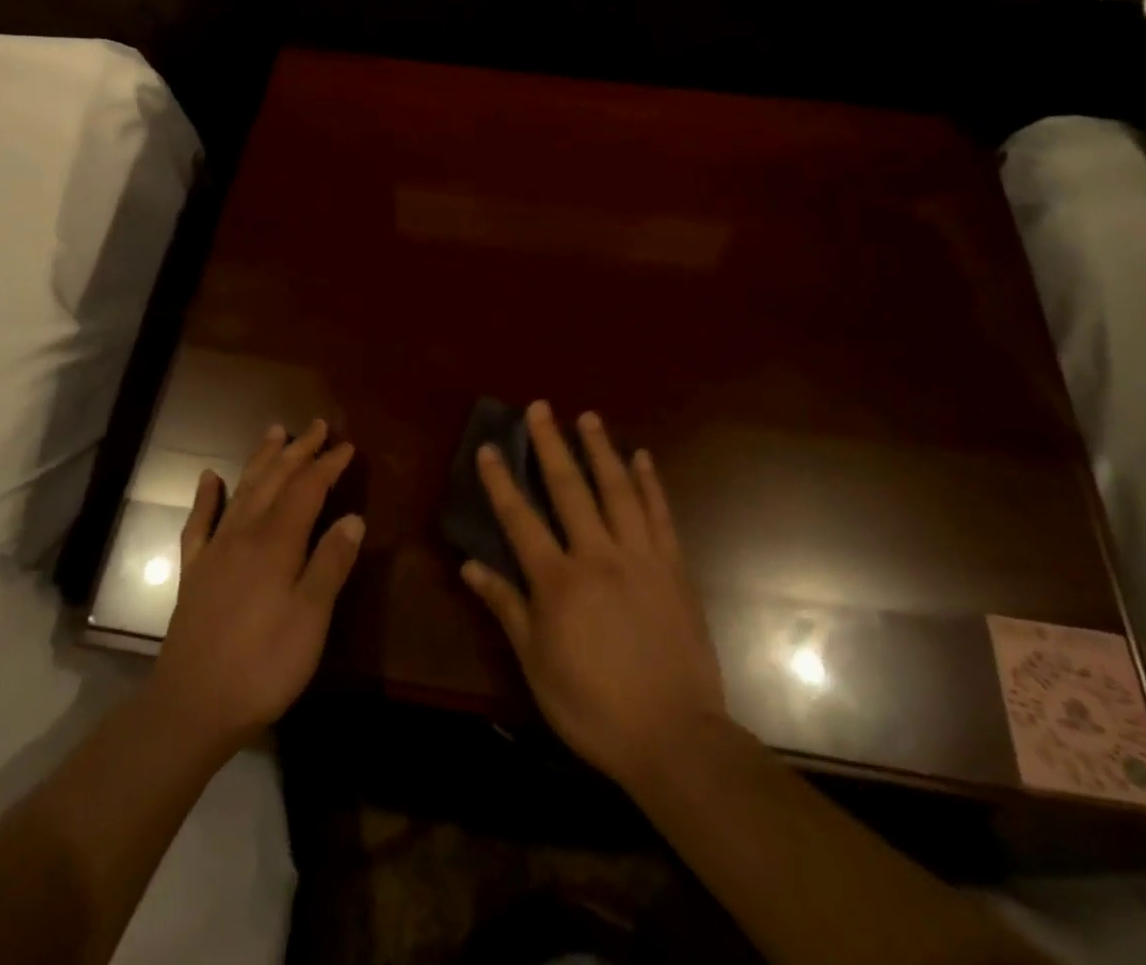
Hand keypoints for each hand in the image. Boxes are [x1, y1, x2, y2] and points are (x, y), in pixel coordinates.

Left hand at [150, 420, 363, 752]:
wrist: (192, 706)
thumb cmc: (263, 665)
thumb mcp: (311, 619)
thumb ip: (331, 564)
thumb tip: (354, 518)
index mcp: (277, 542)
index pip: (308, 489)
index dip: (328, 465)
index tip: (347, 446)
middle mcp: (245, 533)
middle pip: (275, 480)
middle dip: (299, 450)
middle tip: (318, 426)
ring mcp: (215, 549)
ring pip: (242, 490)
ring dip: (261, 459)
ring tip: (275, 432)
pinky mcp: (194, 571)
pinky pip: (199, 522)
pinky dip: (206, 496)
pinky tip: (210, 478)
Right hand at [462, 402, 736, 795]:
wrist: (674, 737)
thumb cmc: (593, 706)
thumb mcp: (536, 663)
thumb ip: (506, 607)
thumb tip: (470, 564)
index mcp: (558, 581)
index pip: (520, 519)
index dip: (500, 481)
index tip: (488, 447)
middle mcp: (597, 556)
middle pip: (569, 489)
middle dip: (551, 444)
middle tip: (540, 407)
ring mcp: (640, 557)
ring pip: (617, 490)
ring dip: (600, 450)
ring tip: (589, 417)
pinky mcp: (674, 568)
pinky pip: (660, 515)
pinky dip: (650, 483)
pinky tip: (642, 458)